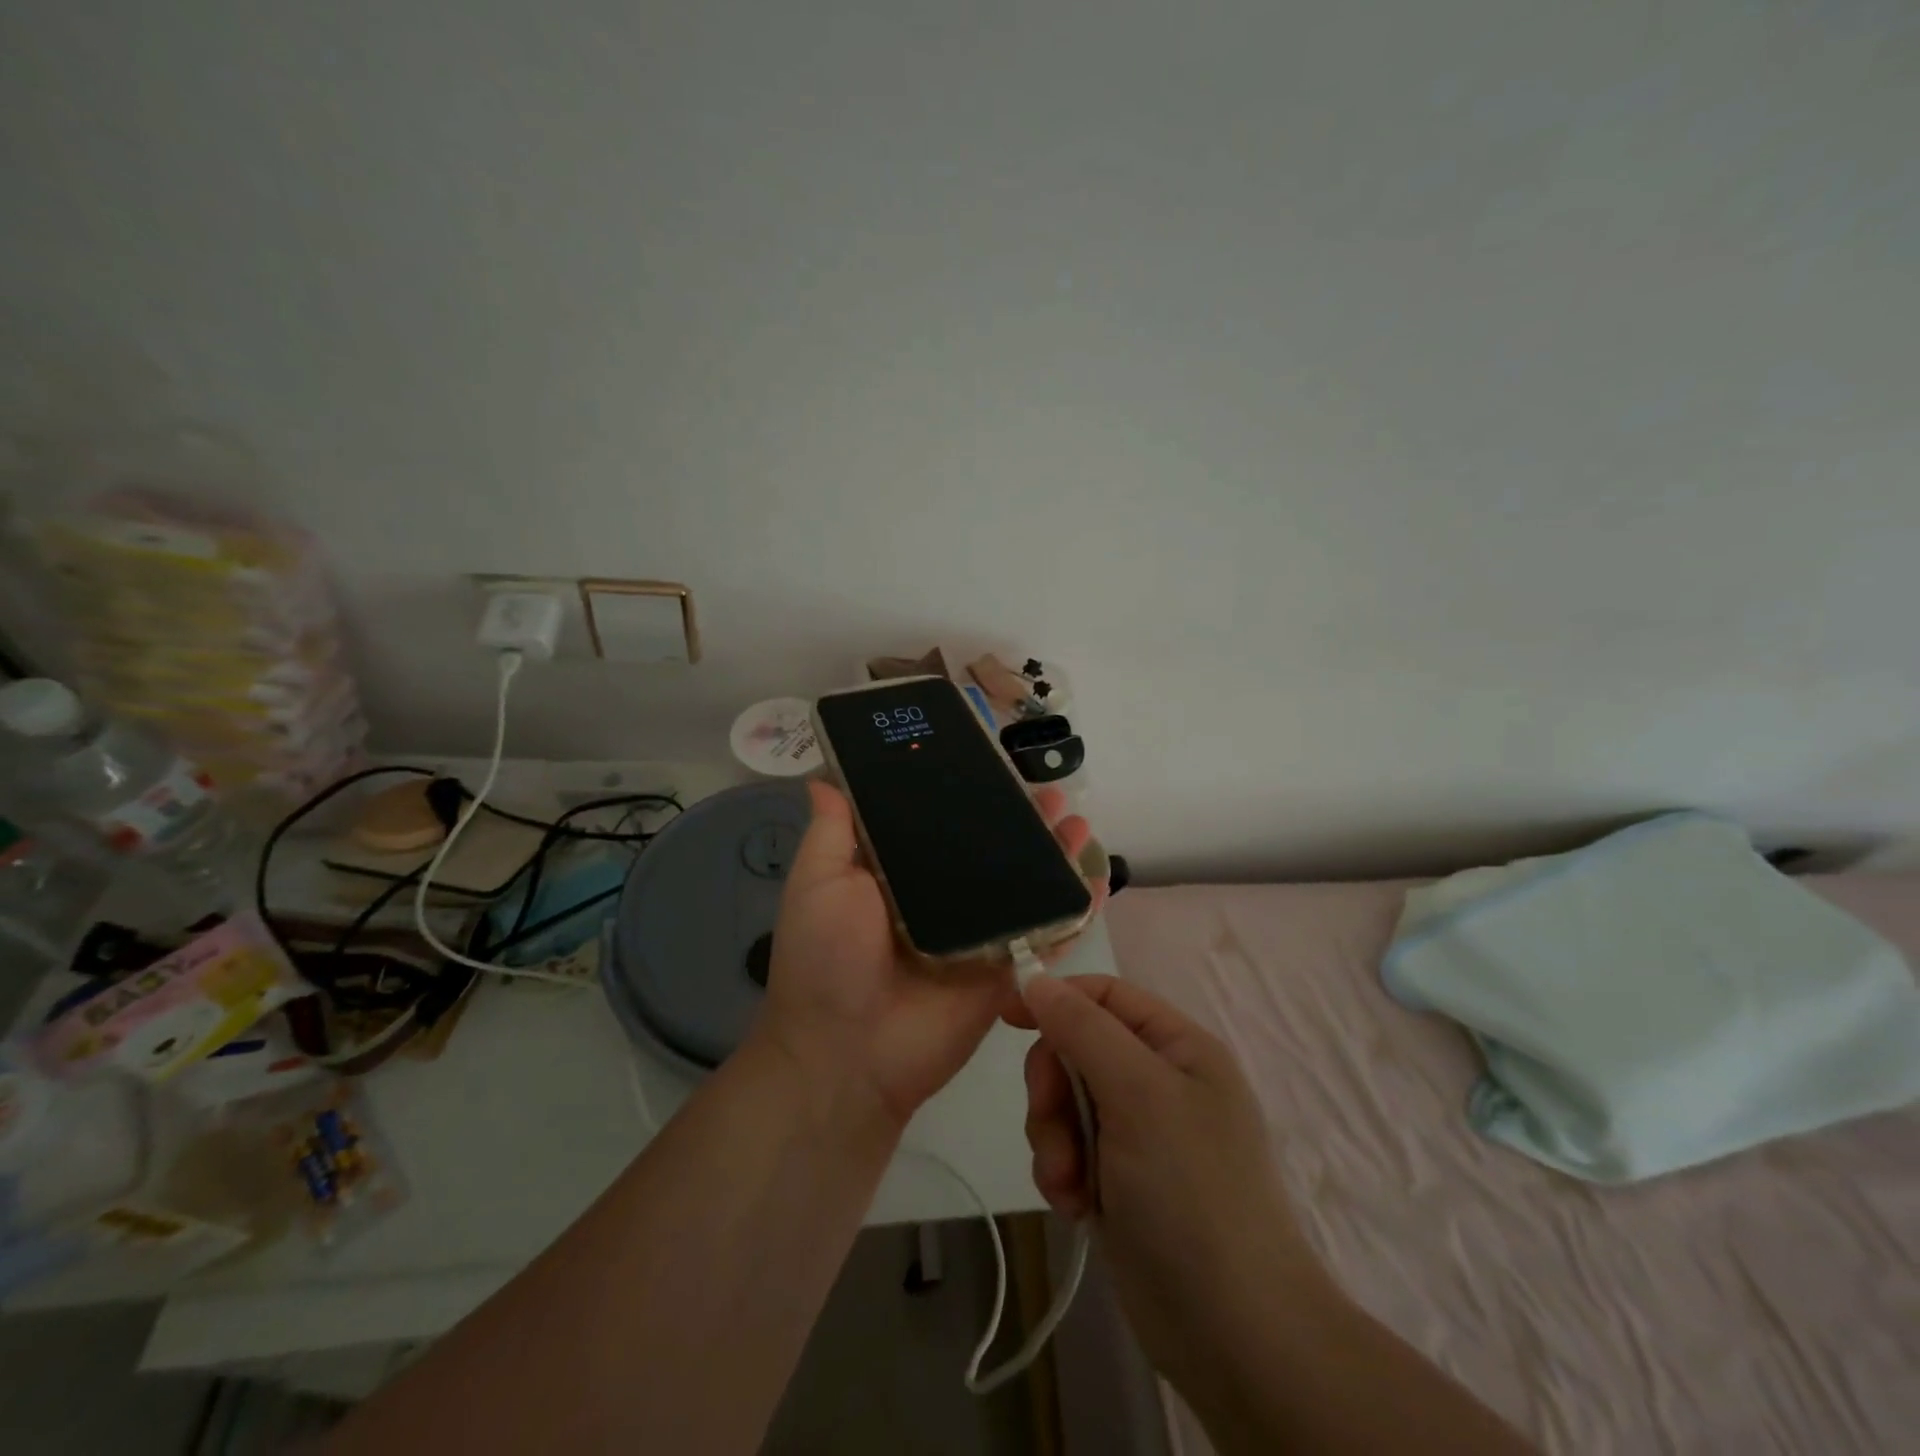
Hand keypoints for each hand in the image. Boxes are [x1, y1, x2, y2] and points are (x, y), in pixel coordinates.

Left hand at [758, 780, 1099, 1127]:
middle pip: (991, 852)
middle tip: (1048, 789)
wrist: (849, 1054)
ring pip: (1025, 886)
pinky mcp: (1006, 969)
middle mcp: (944, 900)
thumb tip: (824, 778)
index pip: (941, 825)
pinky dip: (1075, 908)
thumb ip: (831, 832)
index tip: (990, 763)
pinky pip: (1047, 933)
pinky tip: (1096, 877)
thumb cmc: (826, 958)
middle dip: (1021, 821)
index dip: (966, 796)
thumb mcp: (818, 883)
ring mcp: (980, 935)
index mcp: (900, 877)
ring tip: (1076, 819)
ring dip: (1055, 854)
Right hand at [1013, 975, 1320, 1390]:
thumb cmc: (1191, 1192)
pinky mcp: (1118, 1179)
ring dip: (1053, 1137)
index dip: (1056, 997)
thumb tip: (1037, 979)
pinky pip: (1068, 1148)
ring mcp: (1139, 1133)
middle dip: (1053, 1087)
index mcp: (1177, 1046)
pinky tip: (1076, 1207)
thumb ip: (1084, 1029)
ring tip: (1069, 1182)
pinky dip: (1062, 1172)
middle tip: (1053, 1123)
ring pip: (1065, 1101)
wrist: (1233, 1332)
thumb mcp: (1139, 1094)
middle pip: (1076, 1048)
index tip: (1006, 1017)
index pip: (1105, 994)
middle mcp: (1158, 1080)